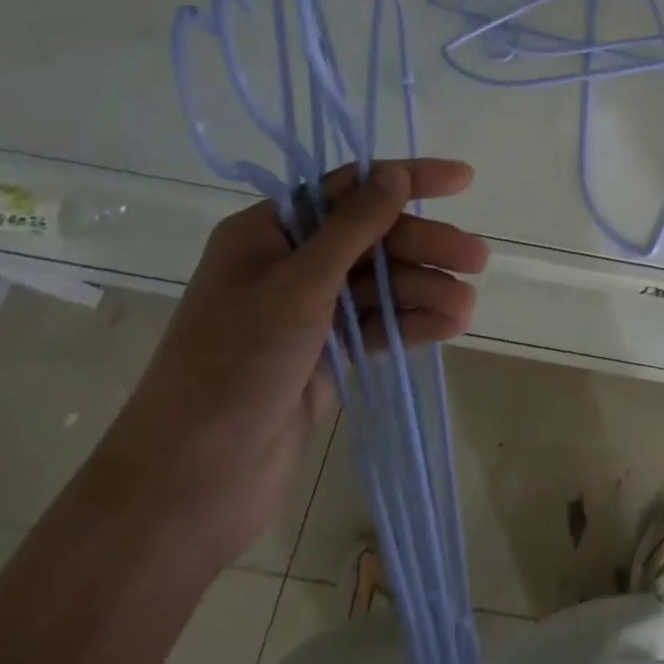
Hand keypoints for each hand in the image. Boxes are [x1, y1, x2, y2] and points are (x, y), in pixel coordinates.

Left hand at [84, 160, 485, 570]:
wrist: (186, 490)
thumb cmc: (233, 368)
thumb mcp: (298, 287)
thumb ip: (354, 227)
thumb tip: (395, 172)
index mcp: (268, 233)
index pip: (350, 188)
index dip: (408, 179)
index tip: (463, 181)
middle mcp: (289, 263)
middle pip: (374, 238)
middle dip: (425, 245)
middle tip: (477, 258)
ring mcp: (307, 312)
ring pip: (381, 284)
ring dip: (425, 288)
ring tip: (467, 305)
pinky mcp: (323, 354)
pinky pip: (377, 324)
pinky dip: (411, 322)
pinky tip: (450, 324)